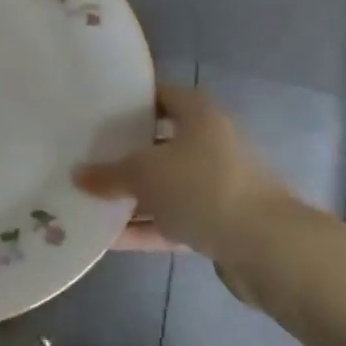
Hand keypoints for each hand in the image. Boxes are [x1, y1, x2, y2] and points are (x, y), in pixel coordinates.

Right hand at [75, 83, 297, 292]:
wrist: (268, 249)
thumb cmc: (202, 188)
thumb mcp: (144, 174)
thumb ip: (109, 175)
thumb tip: (77, 176)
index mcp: (198, 114)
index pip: (158, 95)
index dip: (128, 101)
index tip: (95, 110)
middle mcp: (210, 143)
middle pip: (159, 143)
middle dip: (124, 154)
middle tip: (86, 157)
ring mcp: (217, 186)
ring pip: (166, 186)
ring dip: (133, 197)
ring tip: (90, 201)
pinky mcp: (220, 224)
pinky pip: (173, 221)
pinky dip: (146, 227)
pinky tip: (109, 238)